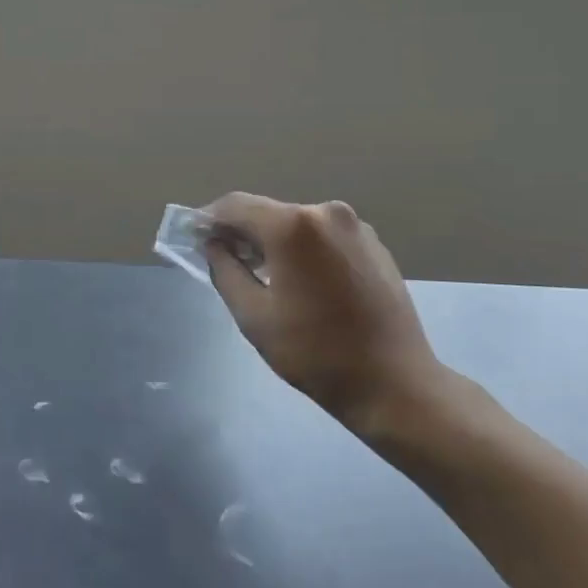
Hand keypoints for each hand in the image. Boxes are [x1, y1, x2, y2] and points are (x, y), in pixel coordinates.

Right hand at [202, 193, 463, 444]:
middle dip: (241, 231)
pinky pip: (323, 236)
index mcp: (293, 225)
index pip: (236, 205)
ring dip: (272, 241)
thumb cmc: (314, 352)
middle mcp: (326, 212)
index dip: (209, 218)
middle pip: (267, 212)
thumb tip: (214, 244)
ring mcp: (355, 226)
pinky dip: (302, 248)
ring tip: (260, 274)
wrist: (393, 382)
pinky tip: (299, 281)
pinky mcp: (373, 244)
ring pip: (296, 224)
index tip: (193, 236)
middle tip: (222, 259)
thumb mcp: (253, 315)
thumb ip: (225, 270)